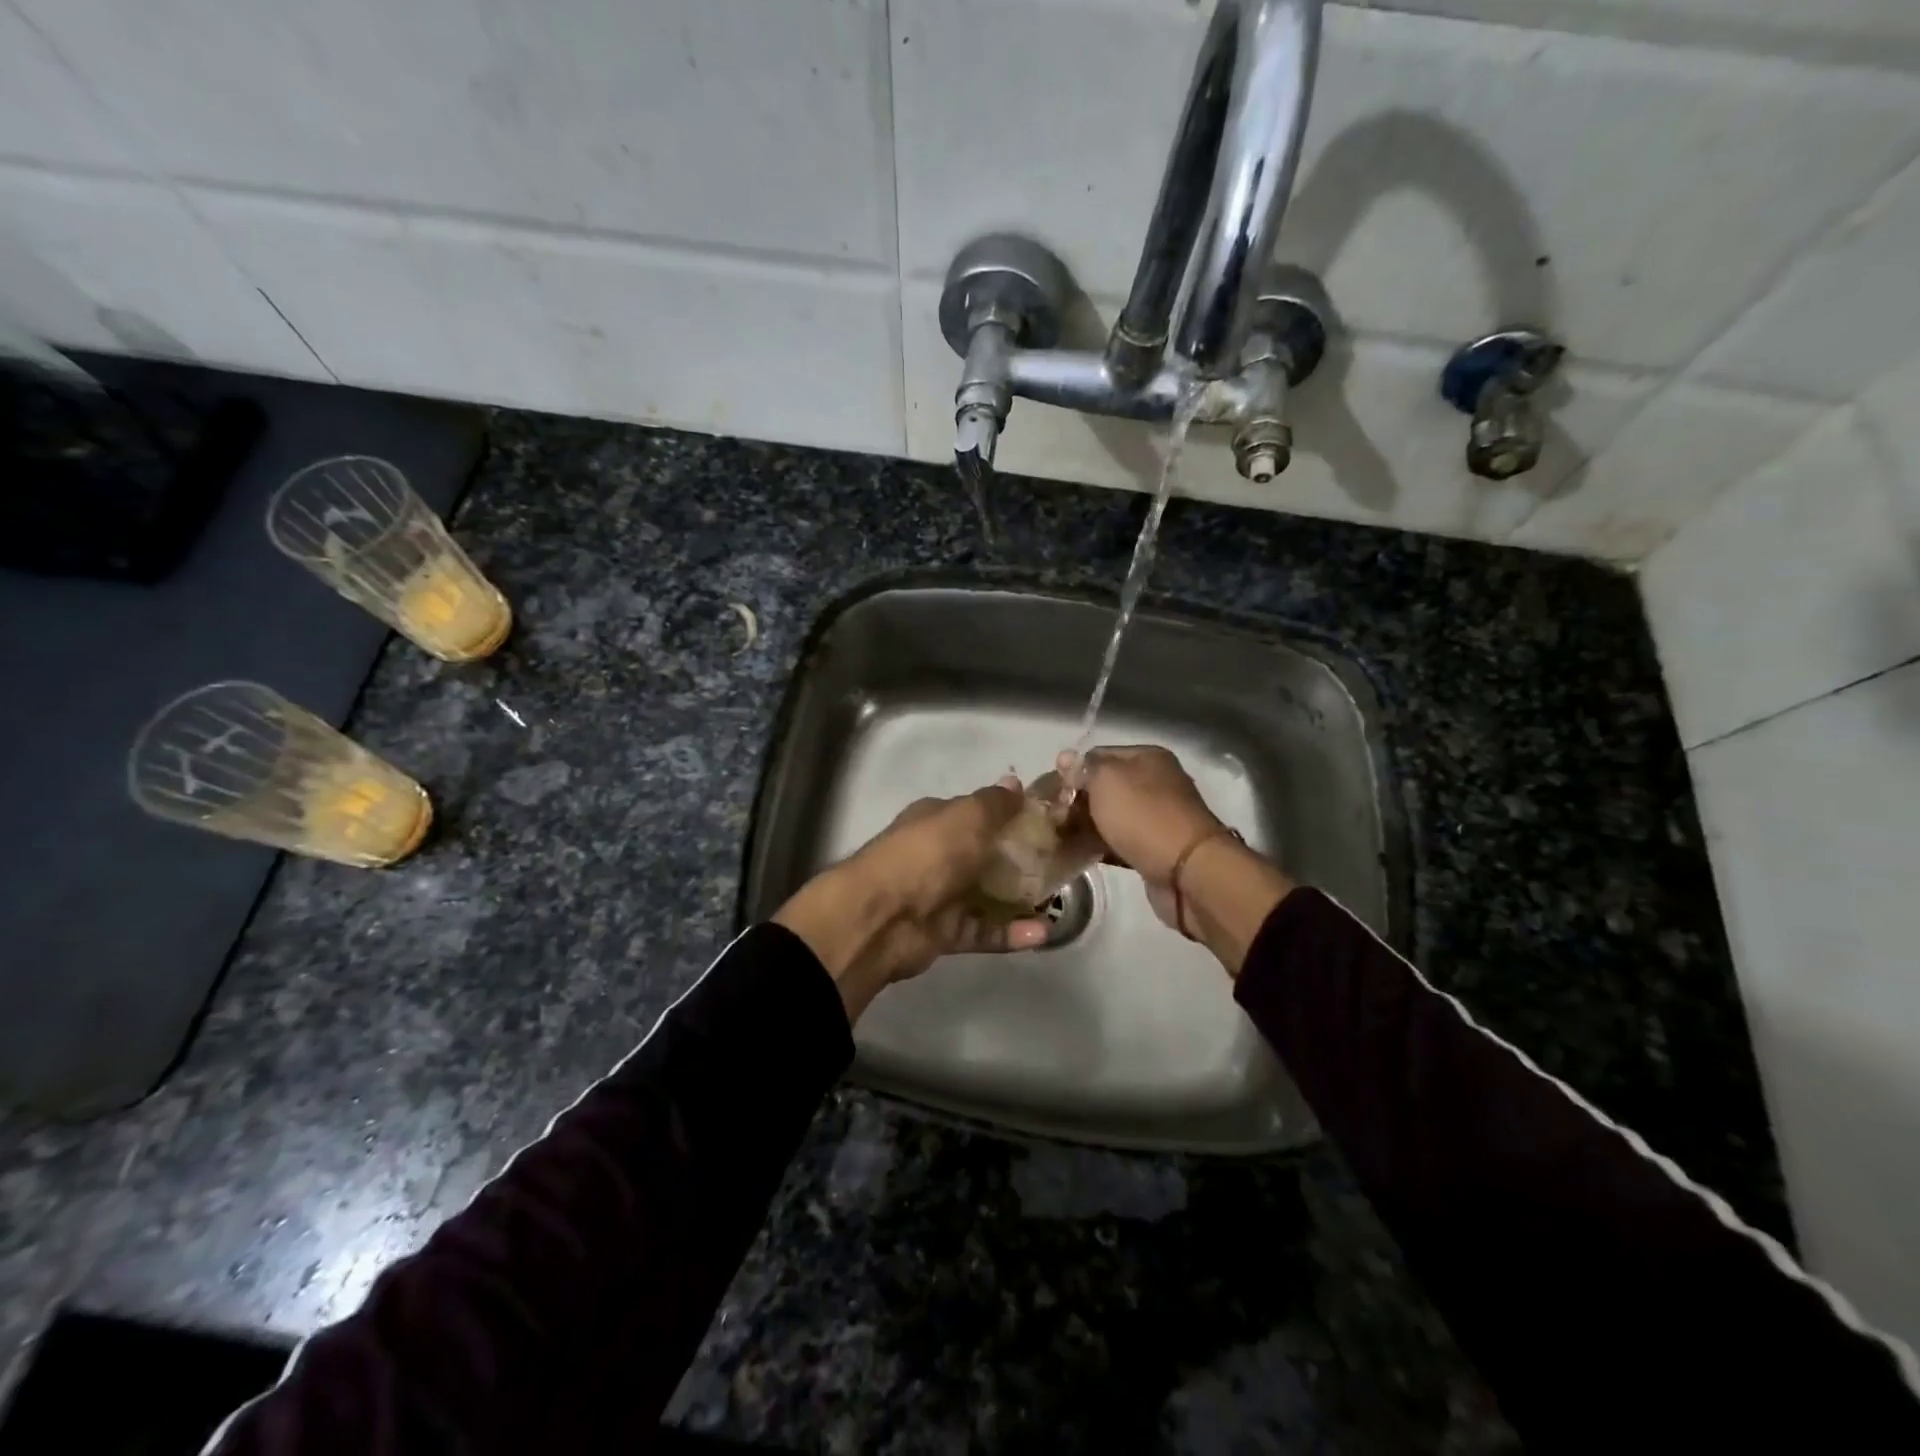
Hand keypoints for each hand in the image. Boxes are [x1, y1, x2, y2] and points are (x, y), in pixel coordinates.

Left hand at [774, 778, 1048, 1021]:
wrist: (882, 917)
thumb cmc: (928, 855)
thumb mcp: (967, 817)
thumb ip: (994, 803)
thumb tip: (1015, 784)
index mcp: (938, 820)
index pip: (979, 812)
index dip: (1012, 813)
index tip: (1049, 819)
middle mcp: (938, 854)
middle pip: (987, 854)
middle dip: (1022, 858)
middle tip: (1064, 861)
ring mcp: (941, 895)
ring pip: (988, 895)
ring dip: (1022, 899)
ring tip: (1058, 901)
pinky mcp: (945, 933)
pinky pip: (984, 931)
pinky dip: (1011, 933)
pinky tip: (1042, 933)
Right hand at [1061, 745, 1223, 882]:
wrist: (1187, 872)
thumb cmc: (1143, 816)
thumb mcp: (1106, 780)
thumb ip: (1083, 768)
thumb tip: (1066, 758)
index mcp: (1148, 757)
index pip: (1099, 755)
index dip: (1073, 770)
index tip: (1050, 791)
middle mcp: (1156, 782)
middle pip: (1106, 786)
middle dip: (1078, 799)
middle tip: (1052, 816)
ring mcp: (1158, 817)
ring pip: (1112, 815)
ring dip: (1088, 824)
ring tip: (1060, 836)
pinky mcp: (1155, 848)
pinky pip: (1120, 841)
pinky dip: (1102, 845)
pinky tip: (1079, 853)